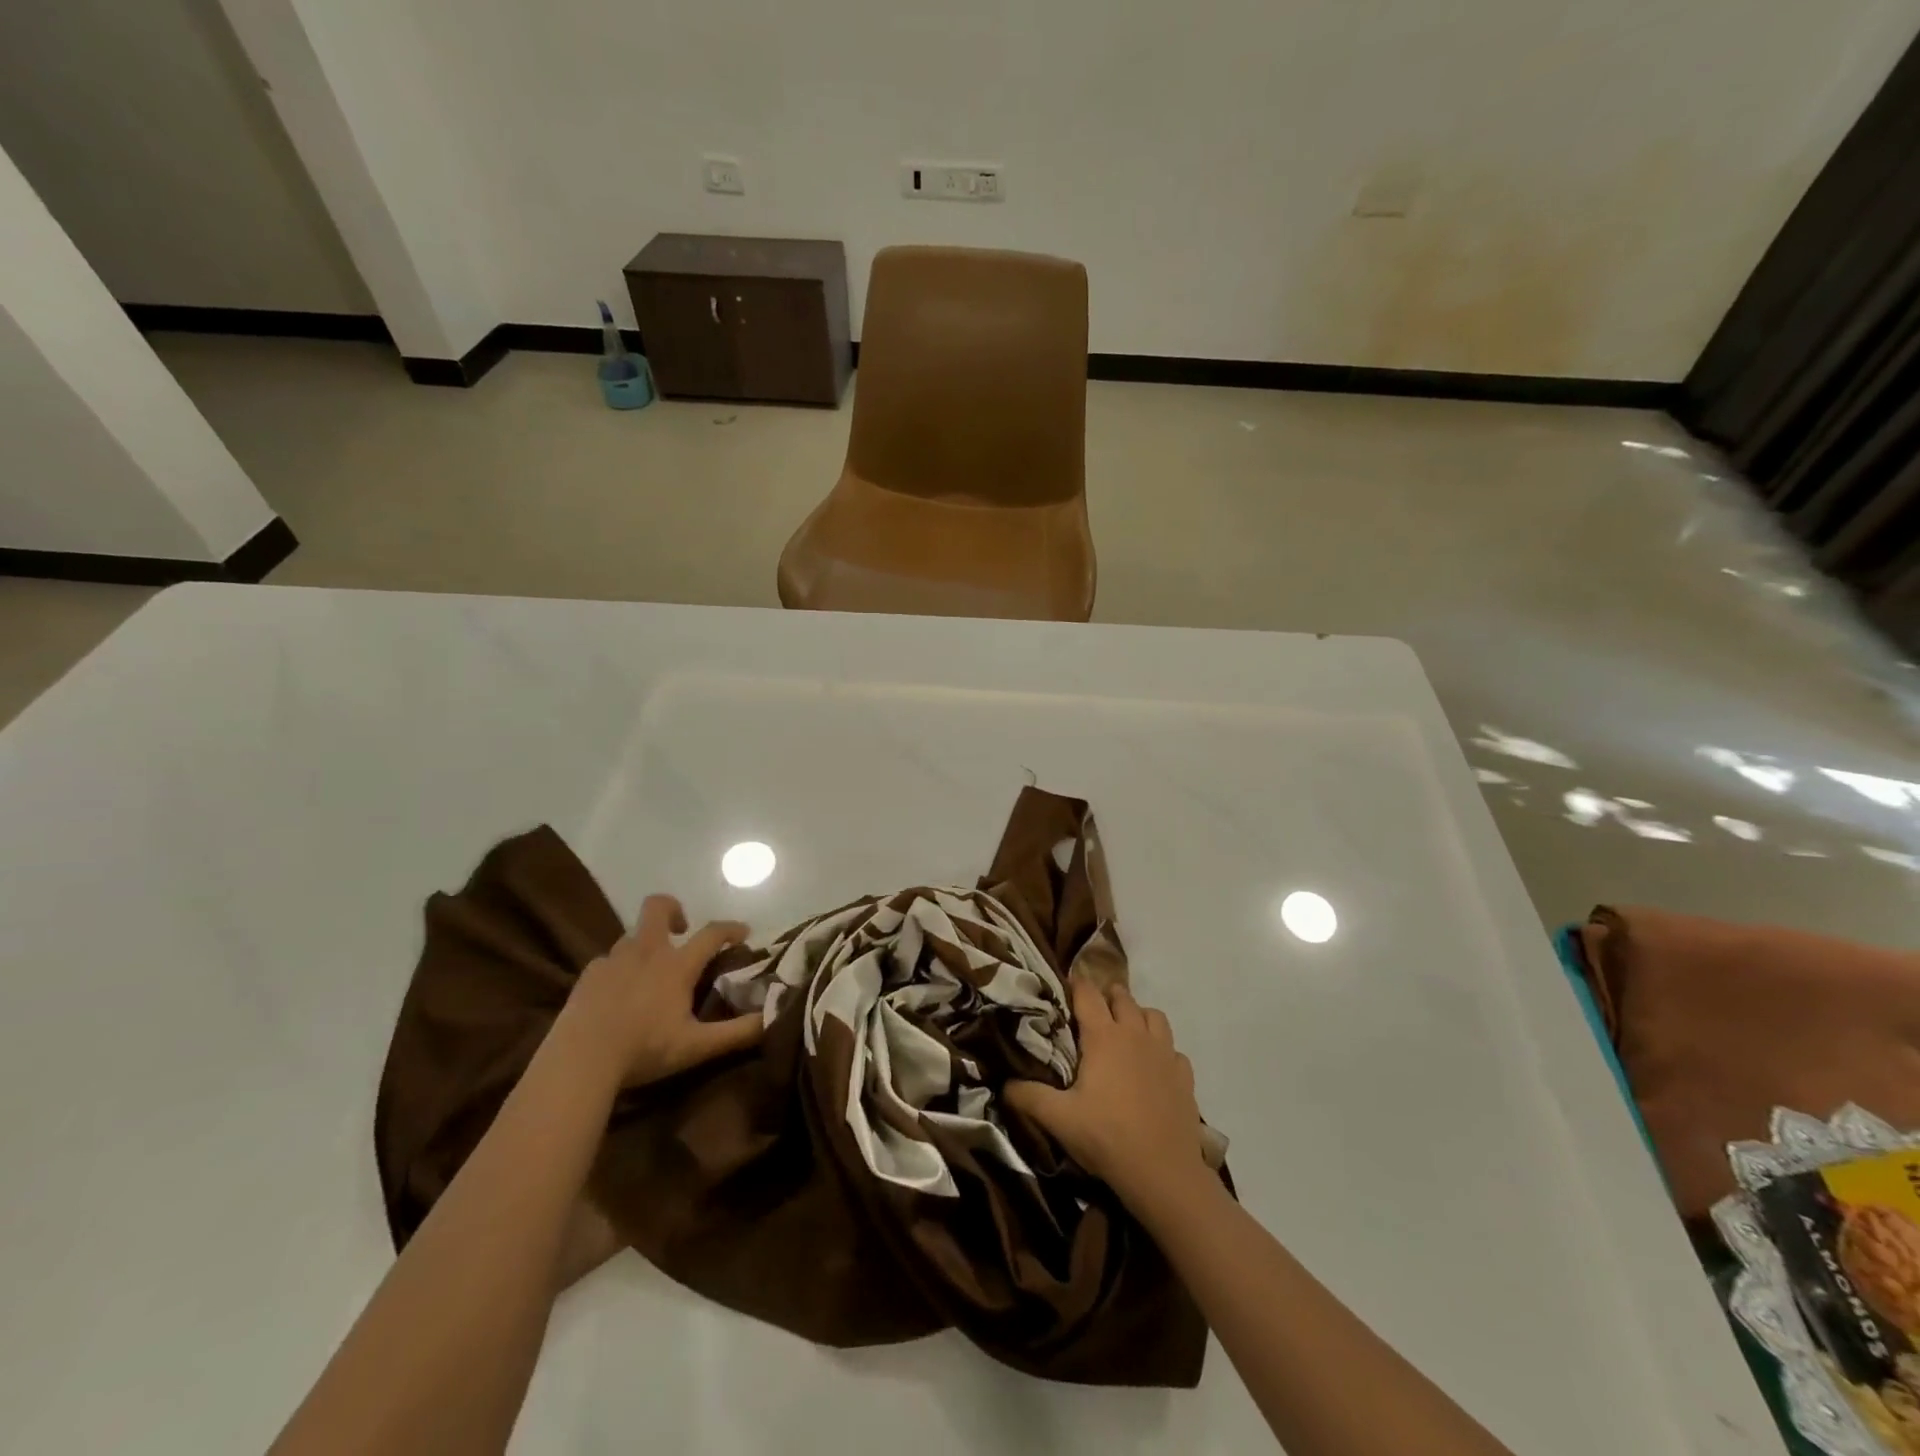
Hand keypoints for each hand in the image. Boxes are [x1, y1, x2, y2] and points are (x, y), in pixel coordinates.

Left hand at [558, 895, 762, 1088]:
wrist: (579, 1061)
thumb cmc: (643, 1050)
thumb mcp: (697, 1047)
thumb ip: (737, 1033)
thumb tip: (772, 1020)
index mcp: (676, 965)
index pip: (712, 932)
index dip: (731, 928)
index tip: (743, 932)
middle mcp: (646, 951)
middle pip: (658, 907)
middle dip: (674, 909)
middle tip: (682, 930)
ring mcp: (613, 960)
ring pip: (633, 936)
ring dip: (647, 944)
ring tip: (650, 972)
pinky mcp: (588, 975)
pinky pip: (608, 960)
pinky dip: (620, 968)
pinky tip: (618, 993)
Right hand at [1005, 977, 1206, 1204]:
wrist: (1163, 1173)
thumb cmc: (1107, 1137)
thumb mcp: (1058, 1119)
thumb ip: (1028, 1096)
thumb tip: (1004, 1084)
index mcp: (1104, 1036)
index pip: (1088, 993)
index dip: (1076, 984)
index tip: (1065, 986)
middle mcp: (1135, 1034)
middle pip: (1123, 997)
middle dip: (1107, 996)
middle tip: (1093, 1011)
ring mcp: (1165, 1053)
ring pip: (1154, 1015)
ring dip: (1139, 1016)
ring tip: (1126, 1032)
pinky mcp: (1184, 1076)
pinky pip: (1174, 1049)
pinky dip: (1163, 1050)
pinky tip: (1154, 1068)